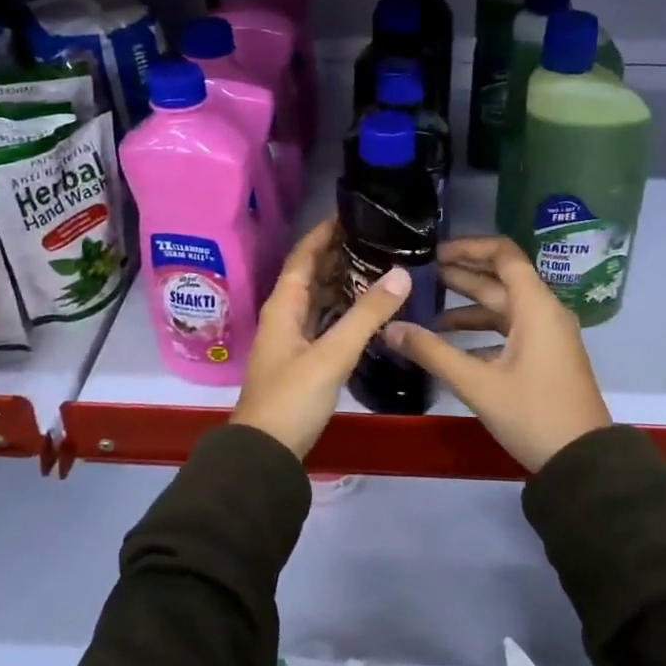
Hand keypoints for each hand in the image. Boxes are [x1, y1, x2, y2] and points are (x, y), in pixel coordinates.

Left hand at [231, 217, 411, 458]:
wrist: (265, 453)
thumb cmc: (292, 397)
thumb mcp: (332, 354)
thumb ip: (366, 315)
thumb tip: (400, 273)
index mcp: (283, 305)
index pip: (304, 255)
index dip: (325, 231)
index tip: (353, 212)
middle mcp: (285, 314)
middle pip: (311, 273)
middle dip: (338, 252)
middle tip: (377, 237)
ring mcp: (292, 338)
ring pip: (318, 297)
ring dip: (342, 280)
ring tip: (378, 264)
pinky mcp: (303, 358)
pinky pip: (324, 320)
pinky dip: (343, 308)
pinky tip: (367, 307)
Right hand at [384, 235, 611, 471]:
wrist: (583, 463)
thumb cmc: (533, 414)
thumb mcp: (478, 384)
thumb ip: (432, 352)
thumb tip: (390, 328)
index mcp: (535, 306)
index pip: (503, 254)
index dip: (468, 247)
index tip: (435, 252)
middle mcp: (543, 312)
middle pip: (499, 279)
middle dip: (461, 275)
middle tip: (420, 275)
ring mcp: (547, 336)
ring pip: (502, 308)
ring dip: (467, 306)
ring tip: (427, 309)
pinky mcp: (545, 357)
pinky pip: (509, 331)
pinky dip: (480, 332)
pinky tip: (450, 344)